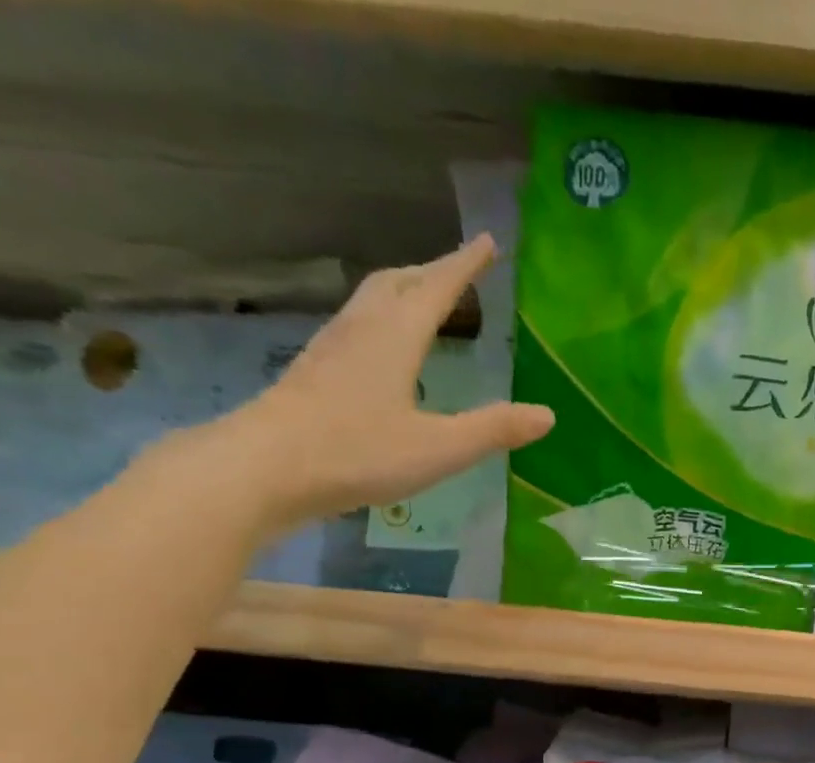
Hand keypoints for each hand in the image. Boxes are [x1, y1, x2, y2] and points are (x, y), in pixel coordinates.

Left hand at [164, 237, 554, 535]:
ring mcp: (331, 349)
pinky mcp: (313, 373)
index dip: (464, 265)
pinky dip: (379, 322)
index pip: (437, 288)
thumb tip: (548, 415)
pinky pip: (354, 328)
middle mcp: (361, 330)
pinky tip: (381, 351)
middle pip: (397, 282)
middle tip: (457, 271)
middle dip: (430, 272)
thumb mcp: (439, 448)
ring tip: (422, 301)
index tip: (486, 242)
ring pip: (370, 301)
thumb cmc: (357, 453)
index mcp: (395, 336)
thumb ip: (493, 430)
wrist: (266, 468)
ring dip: (401, 291)